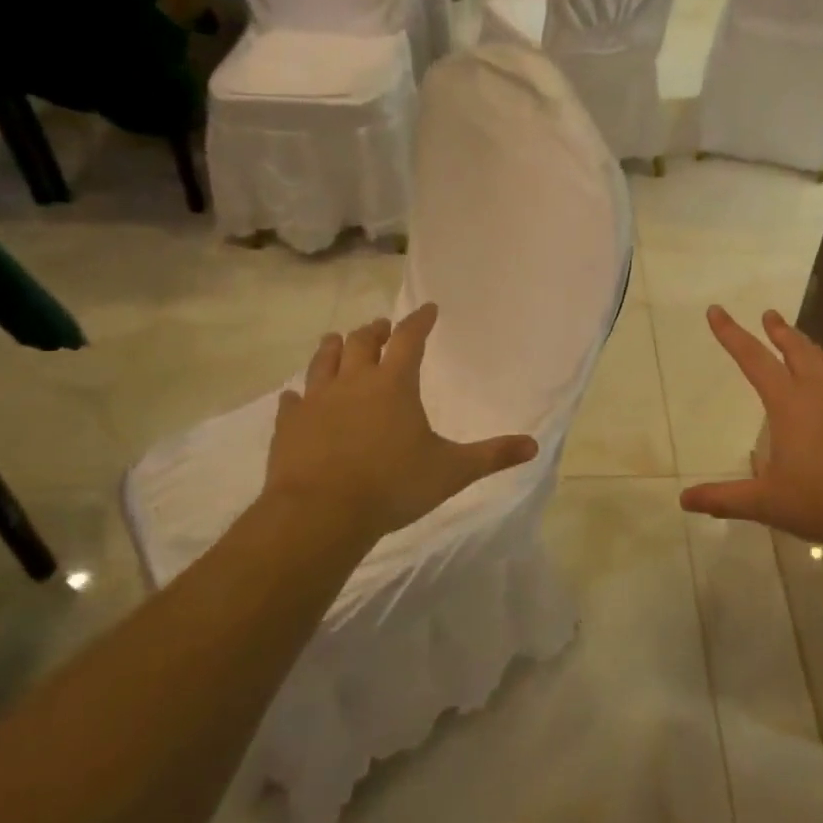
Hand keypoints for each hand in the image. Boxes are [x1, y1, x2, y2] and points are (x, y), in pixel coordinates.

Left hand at [262, 304, 538, 543]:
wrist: (321, 513)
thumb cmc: (393, 485)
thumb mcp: (452, 471)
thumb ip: (492, 455)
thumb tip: (533, 446)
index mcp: (394, 384)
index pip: (409, 339)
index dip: (420, 321)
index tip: (428, 309)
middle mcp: (354, 382)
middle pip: (362, 342)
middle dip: (375, 331)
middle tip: (382, 328)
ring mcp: (316, 402)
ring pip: (323, 361)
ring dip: (334, 348)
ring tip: (338, 340)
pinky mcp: (289, 425)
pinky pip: (293, 402)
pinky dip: (298, 396)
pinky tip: (295, 397)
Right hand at [680, 307, 822, 551]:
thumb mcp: (768, 503)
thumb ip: (726, 499)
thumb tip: (685, 500)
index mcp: (789, 403)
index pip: (753, 359)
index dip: (731, 334)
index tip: (717, 311)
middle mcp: (822, 391)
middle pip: (798, 348)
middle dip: (780, 331)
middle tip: (770, 316)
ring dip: (814, 348)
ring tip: (809, 345)